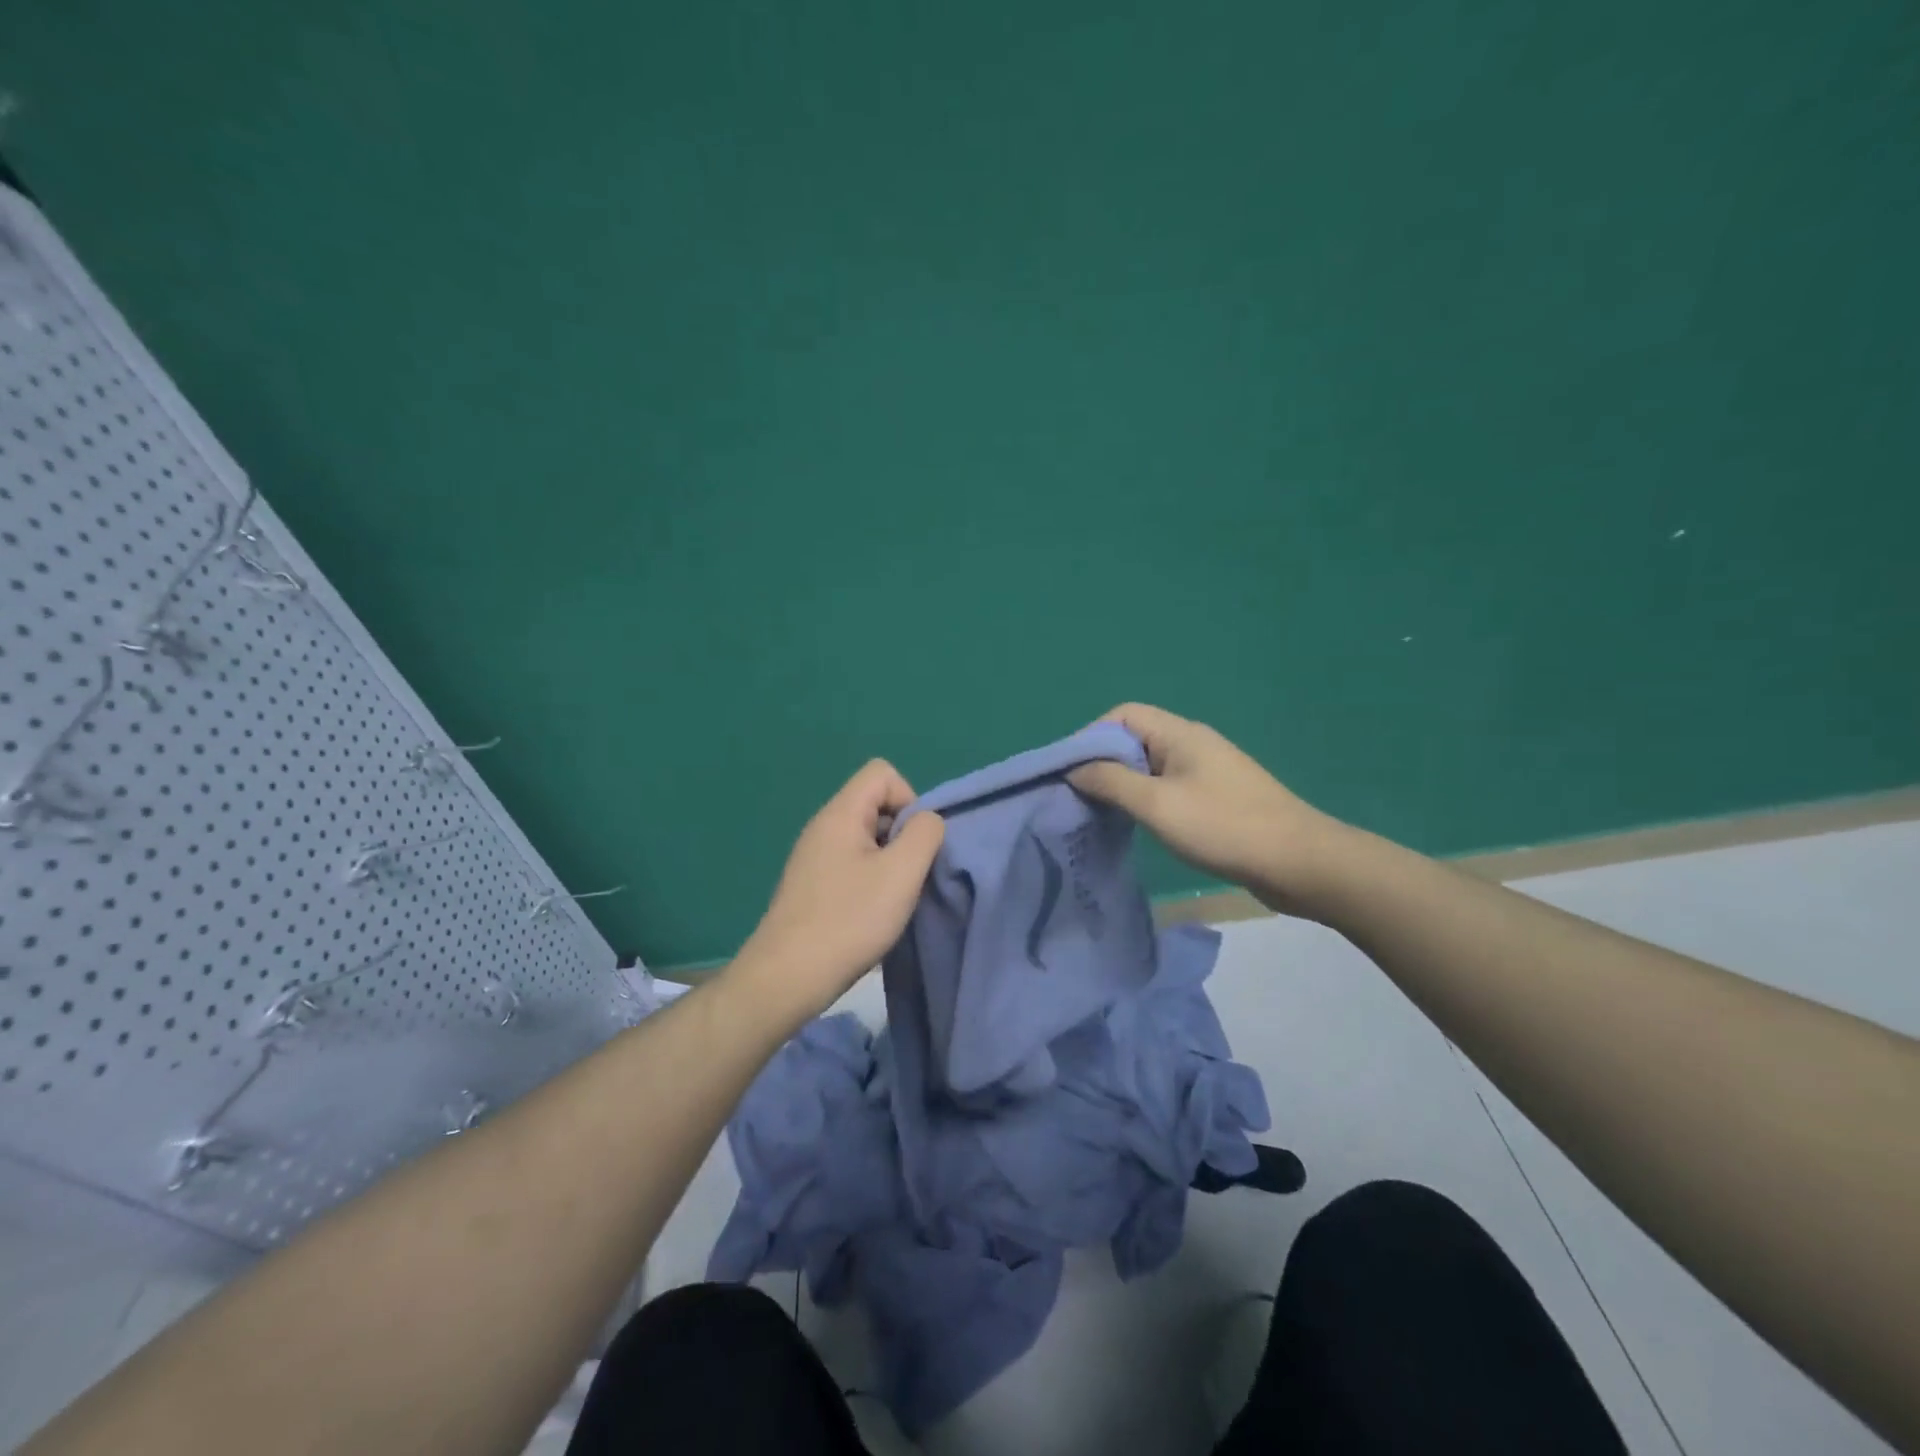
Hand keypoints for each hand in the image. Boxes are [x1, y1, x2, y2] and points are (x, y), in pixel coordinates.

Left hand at [732, 759, 944, 1022]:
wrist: (787, 977)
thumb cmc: (849, 920)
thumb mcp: (902, 873)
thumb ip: (925, 834)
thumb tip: (928, 821)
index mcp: (840, 814)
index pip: (882, 773)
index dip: (909, 798)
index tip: (914, 843)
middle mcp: (823, 827)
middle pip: (875, 804)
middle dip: (902, 833)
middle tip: (908, 875)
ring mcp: (813, 857)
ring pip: (866, 838)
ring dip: (889, 862)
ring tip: (893, 899)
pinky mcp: (811, 885)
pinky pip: (852, 864)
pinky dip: (871, 881)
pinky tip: (871, 914)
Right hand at [1068, 703, 1346, 915]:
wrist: (1300, 863)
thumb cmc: (1224, 827)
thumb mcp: (1157, 805)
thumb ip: (1111, 782)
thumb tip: (1075, 769)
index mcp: (1180, 734)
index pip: (1123, 715)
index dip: (1091, 737)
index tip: (1070, 772)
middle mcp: (1192, 744)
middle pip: (1135, 739)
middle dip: (1103, 763)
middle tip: (1079, 797)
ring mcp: (1207, 771)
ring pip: (1151, 767)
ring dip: (1124, 785)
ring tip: (1101, 813)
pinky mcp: (1217, 798)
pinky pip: (1169, 788)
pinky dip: (1146, 800)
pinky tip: (1137, 826)